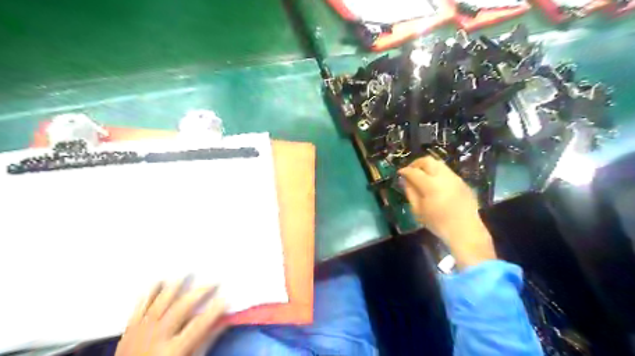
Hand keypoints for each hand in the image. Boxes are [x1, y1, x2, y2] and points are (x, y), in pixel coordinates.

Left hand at [116, 279, 225, 355]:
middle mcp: (157, 337)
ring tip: (186, 273)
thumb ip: (204, 342)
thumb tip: (223, 323)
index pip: (198, 326)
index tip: (225, 299)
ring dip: (174, 287)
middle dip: (198, 293)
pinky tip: (158, 282)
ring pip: (160, 303)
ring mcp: (141, 332)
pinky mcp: (130, 329)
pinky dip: (150, 293)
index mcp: (173, 350)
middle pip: (180, 309)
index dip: (213, 311)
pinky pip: (140, 307)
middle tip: (212, 281)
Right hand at [399, 157, 497, 268]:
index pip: (414, 172)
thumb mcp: (418, 210)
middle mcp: (444, 177)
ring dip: (428, 166)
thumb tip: (405, 180)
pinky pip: (447, 172)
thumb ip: (410, 192)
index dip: (405, 171)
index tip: (400, 173)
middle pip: (428, 161)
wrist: (465, 230)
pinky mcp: (462, 182)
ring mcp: (455, 178)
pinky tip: (435, 183)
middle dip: (416, 163)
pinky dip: (438, 173)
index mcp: (431, 185)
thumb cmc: (437, 223)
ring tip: (422, 175)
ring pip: (439, 164)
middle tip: (411, 171)